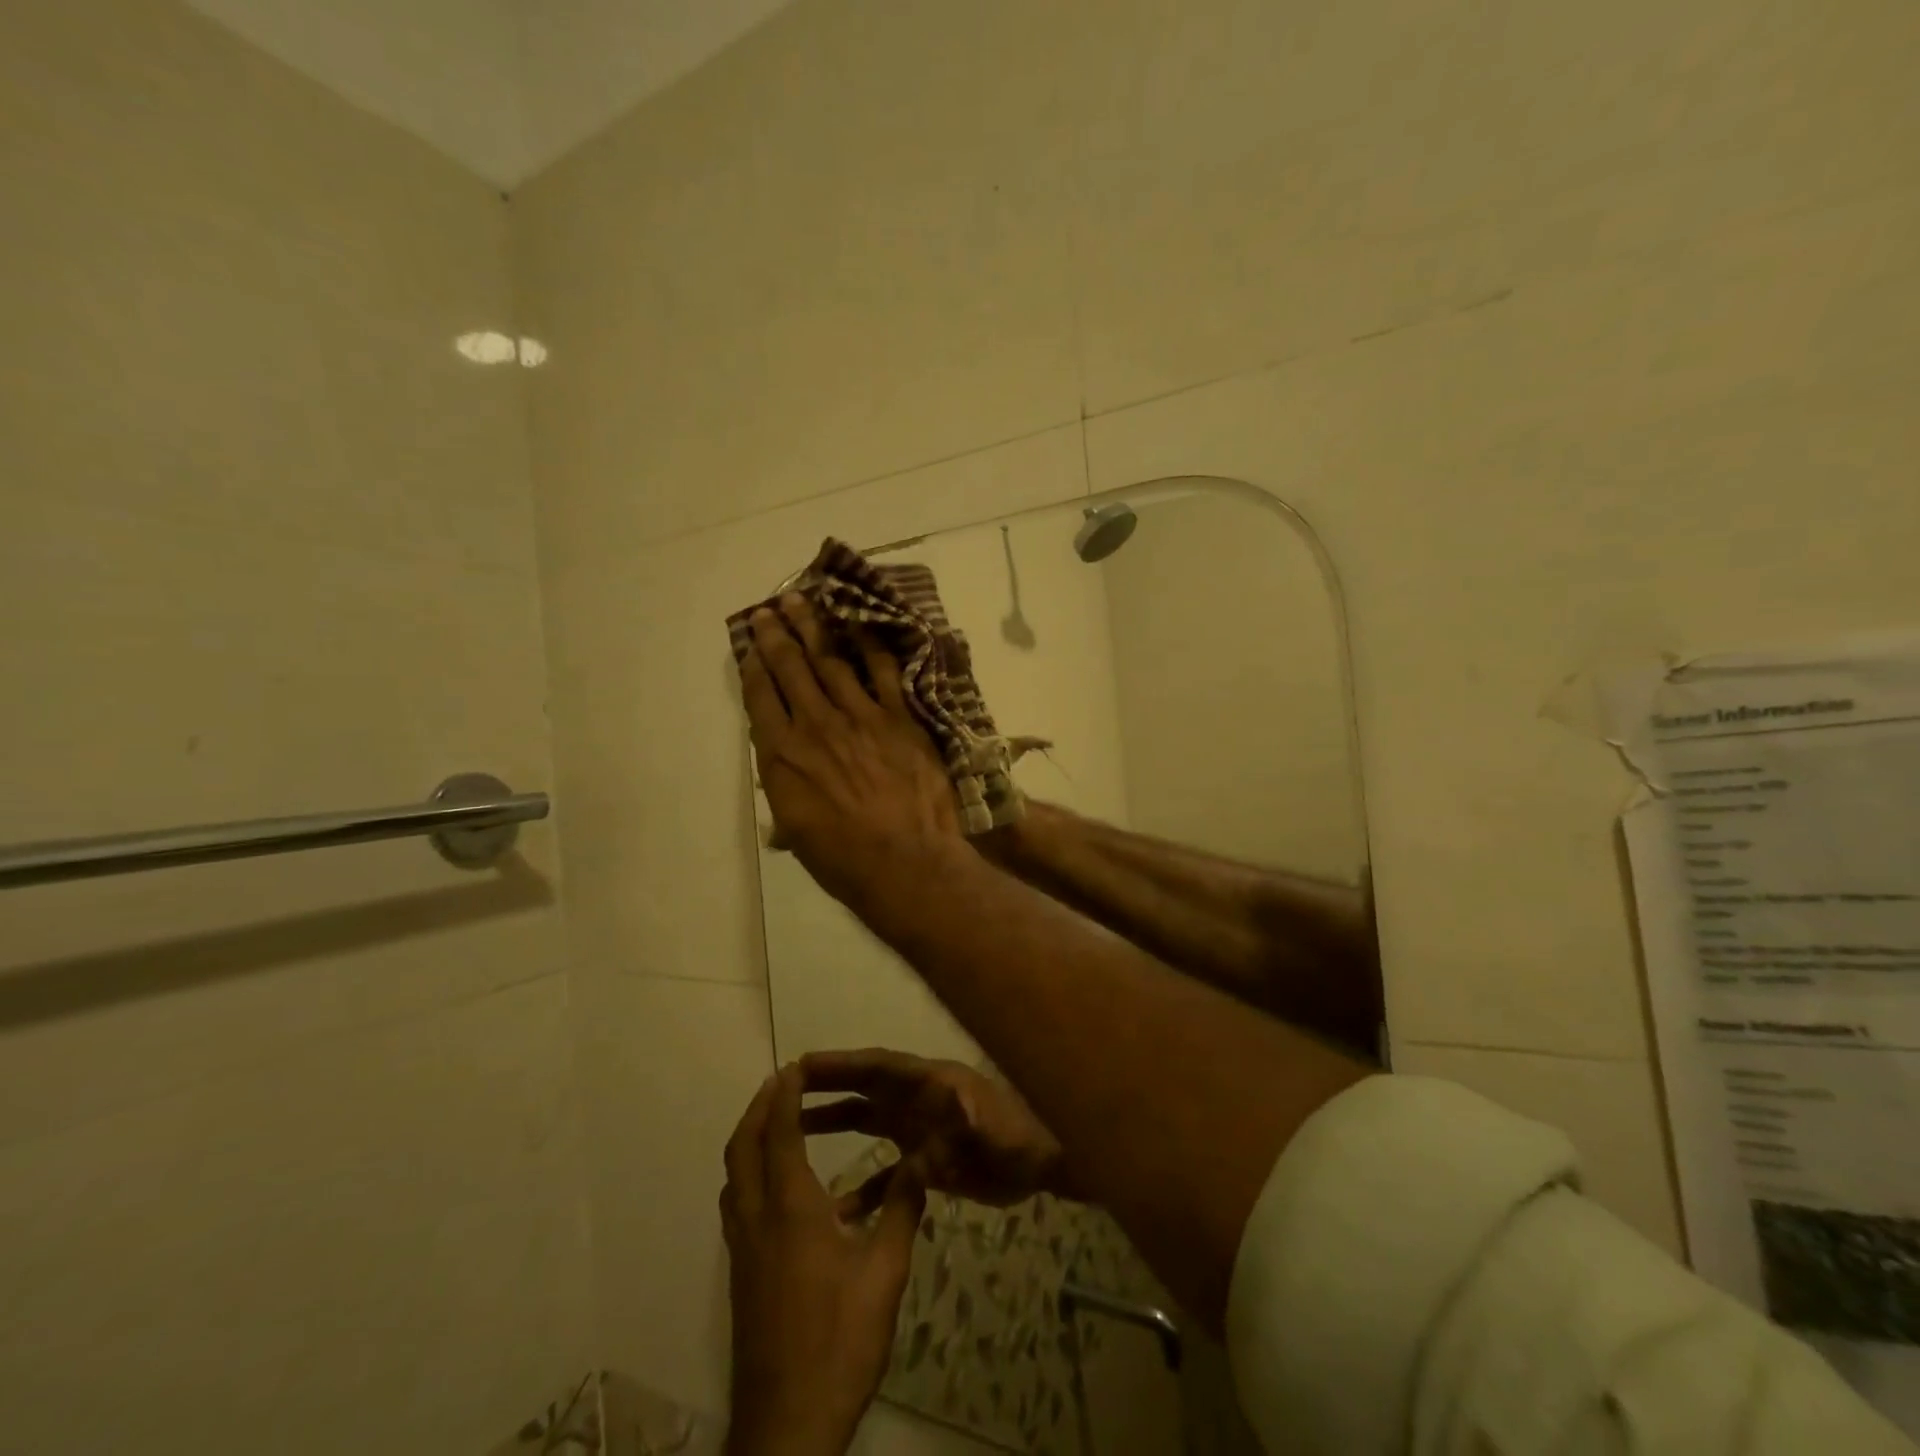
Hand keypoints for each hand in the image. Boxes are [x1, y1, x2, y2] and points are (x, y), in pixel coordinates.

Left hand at [723, 1064, 926, 1455]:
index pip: (779, 1132)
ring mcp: (743, 1250)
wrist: (787, 1425)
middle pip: (742, 1146)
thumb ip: (902, 1209)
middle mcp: (757, 1218)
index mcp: (790, 1208)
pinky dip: (751, 1174)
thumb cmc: (840, 1341)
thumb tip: (922, 1159)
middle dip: (759, 1107)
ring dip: (750, 1139)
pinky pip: (738, 1204)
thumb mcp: (885, 1273)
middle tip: (781, 1083)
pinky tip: (786, 1191)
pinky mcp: (741, 1276)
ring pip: (734, 1176)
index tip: (794, 1066)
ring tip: (778, 1124)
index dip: (784, 1094)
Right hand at [738, 596, 962, 908]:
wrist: (905, 860)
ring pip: (830, 661)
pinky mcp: (898, 717)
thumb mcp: (798, 833)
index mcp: (782, 757)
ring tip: (802, 602)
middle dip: (777, 635)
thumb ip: (786, 797)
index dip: (753, 666)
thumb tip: (783, 783)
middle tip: (770, 609)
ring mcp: (859, 717)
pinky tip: (861, 627)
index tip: (749, 645)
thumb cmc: (844, 860)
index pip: (761, 699)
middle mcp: (814, 726)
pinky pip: (883, 673)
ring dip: (814, 629)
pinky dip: (871, 648)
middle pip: (790, 669)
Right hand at [801, 1049, 1068, 1208]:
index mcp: (932, 1084)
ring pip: (870, 1123)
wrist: (1047, 1164)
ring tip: (794, 1134)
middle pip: (867, 1089)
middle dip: (829, 1086)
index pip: (880, 1067)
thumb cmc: (1022, 1140)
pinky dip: (866, 1189)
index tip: (805, 1064)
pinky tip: (841, 1211)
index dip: (844, 1063)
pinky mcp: (930, 1163)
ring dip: (836, 1125)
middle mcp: (921, 1101)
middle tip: (785, 1091)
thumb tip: (934, 1130)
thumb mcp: (998, 1132)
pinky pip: (889, 1175)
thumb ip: (968, 1126)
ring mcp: (923, 1130)